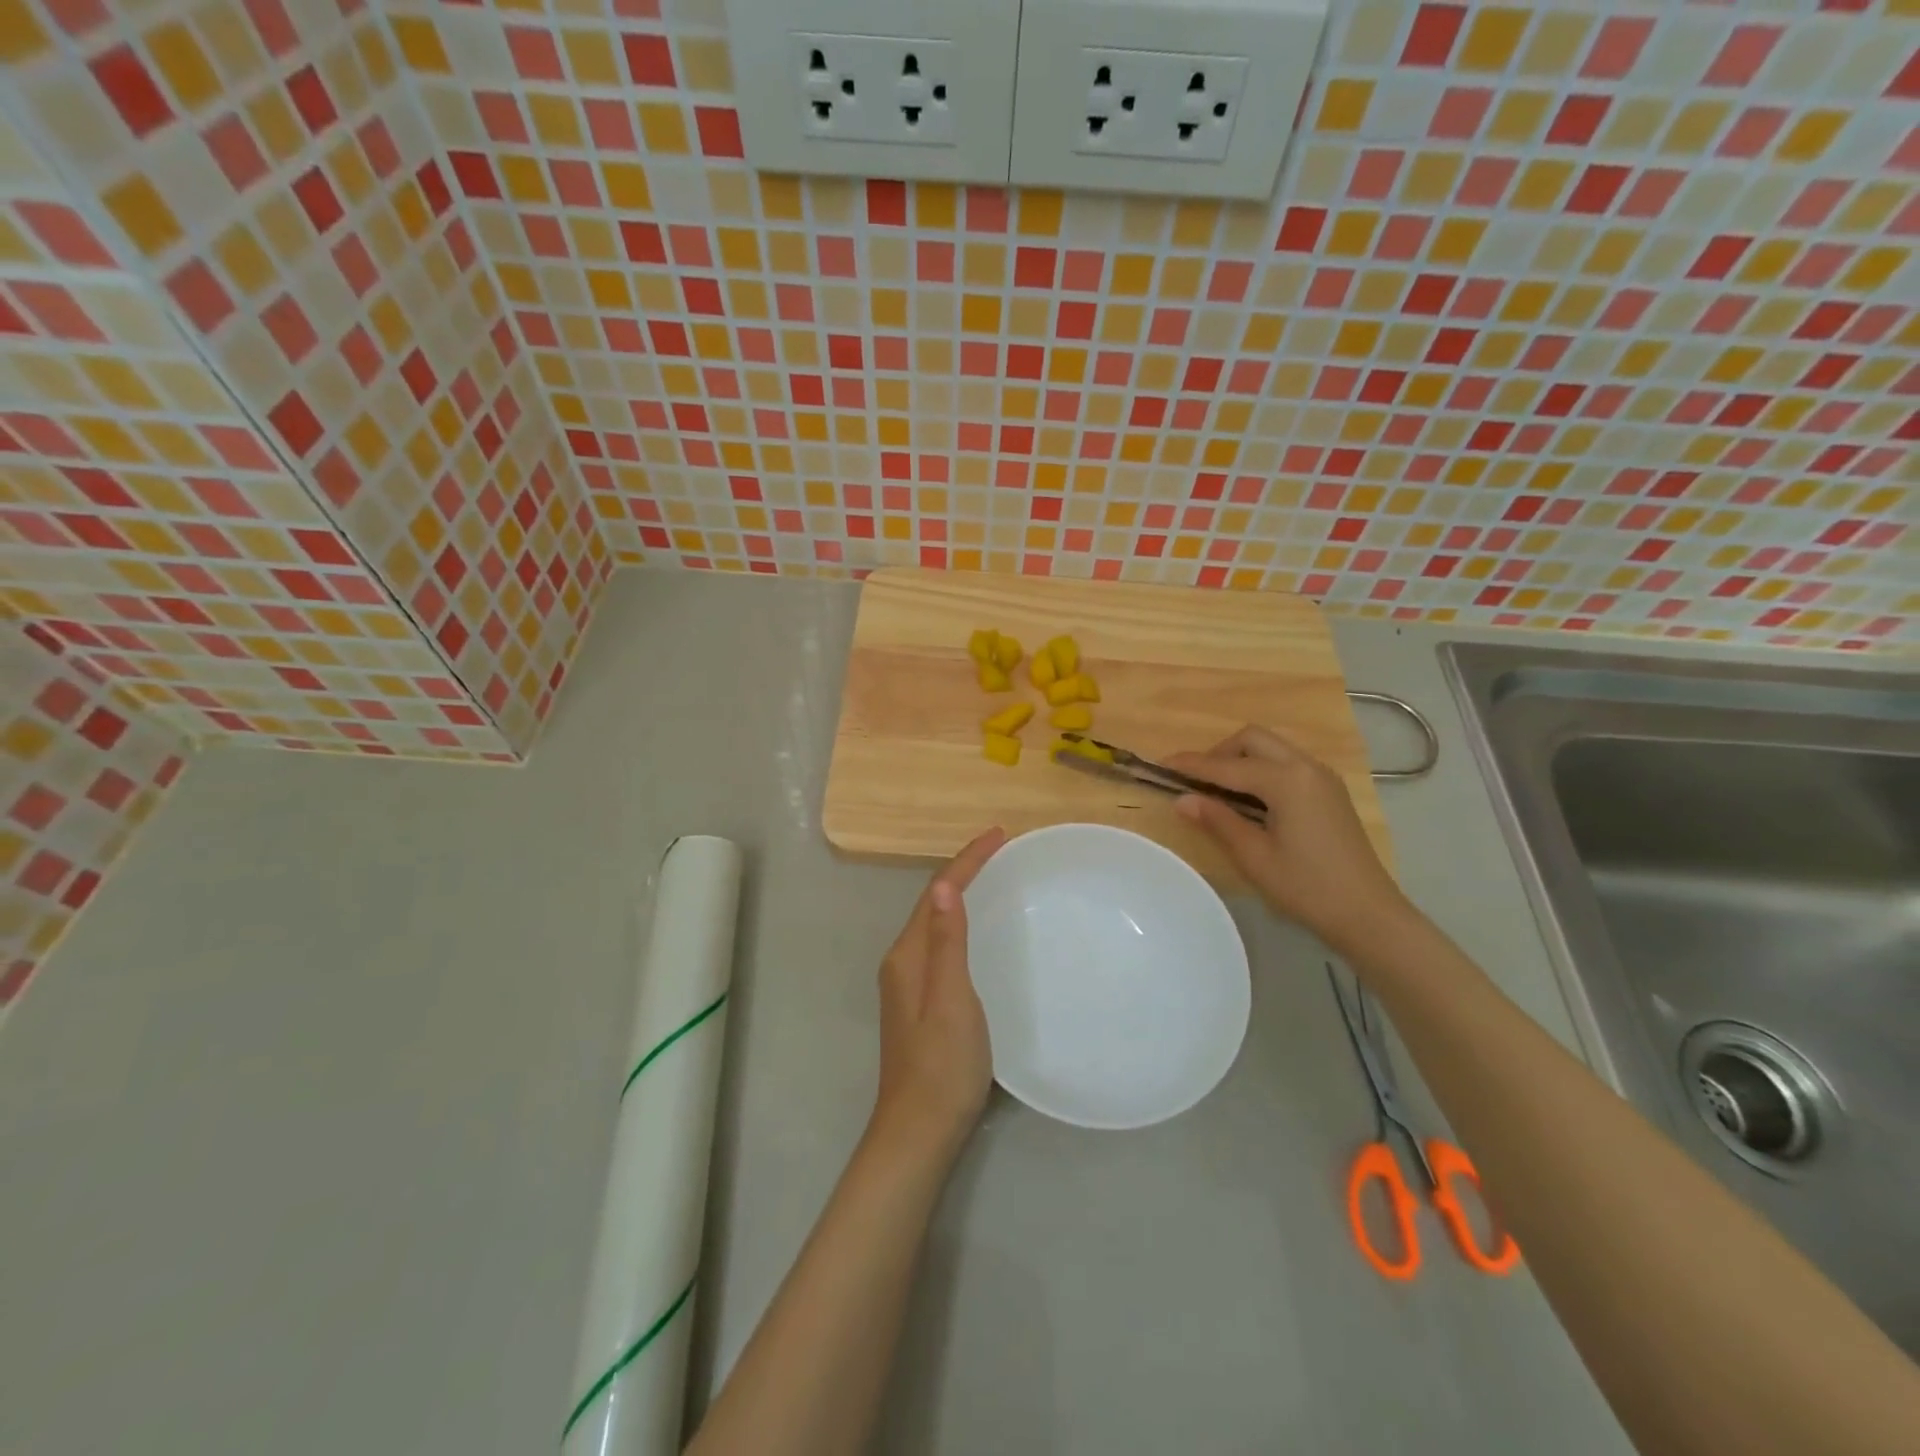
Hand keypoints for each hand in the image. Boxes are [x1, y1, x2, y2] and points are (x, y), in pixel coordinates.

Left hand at [870, 828, 1006, 1157]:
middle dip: (964, 871)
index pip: (936, 892)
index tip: (998, 834)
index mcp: (907, 955)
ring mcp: (909, 984)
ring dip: (961, 895)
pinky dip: (961, 924)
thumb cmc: (942, 1064)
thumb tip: (943, 885)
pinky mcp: (921, 1003)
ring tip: (994, 878)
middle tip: (1001, 851)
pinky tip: (980, 932)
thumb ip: (946, 942)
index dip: (966, 861)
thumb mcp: (950, 998)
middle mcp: (902, 962)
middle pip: (933, 903)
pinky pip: (942, 945)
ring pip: (936, 924)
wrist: (920, 1130)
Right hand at [1167, 726, 1407, 951]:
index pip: (1227, 766)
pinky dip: (1261, 768)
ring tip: (1217, 789)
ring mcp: (1322, 777)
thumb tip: (1182, 799)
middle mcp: (1306, 767)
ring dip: (1240, 759)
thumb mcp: (1254, 856)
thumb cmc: (1307, 887)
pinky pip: (1286, 763)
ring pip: (1271, 747)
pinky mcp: (1329, 790)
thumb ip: (1218, 821)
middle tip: (1195, 780)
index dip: (1192, 765)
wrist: (1368, 913)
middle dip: (1218, 753)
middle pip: (1252, 739)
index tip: (1161, 765)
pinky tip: (1249, 797)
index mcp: (1287, 780)